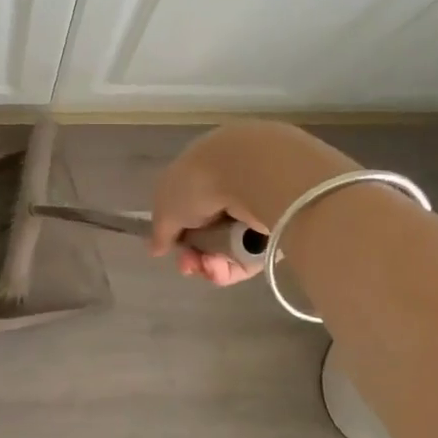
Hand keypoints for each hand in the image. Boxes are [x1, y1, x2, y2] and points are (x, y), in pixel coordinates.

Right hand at [150, 121, 359, 285]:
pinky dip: (236, 265)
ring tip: (209, 267)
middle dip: (195, 253)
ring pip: (231, 246)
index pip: (188, 206)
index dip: (176, 232)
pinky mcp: (281, 226)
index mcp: (204, 168)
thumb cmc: (200, 182)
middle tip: (190, 265)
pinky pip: (253, 254)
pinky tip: (222, 269)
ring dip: (213, 263)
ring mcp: (259, 205)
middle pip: (209, 231)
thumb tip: (156, 248)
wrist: (255, 174)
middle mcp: (232, 184)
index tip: (170, 248)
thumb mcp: (167, 206)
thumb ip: (161, 230)